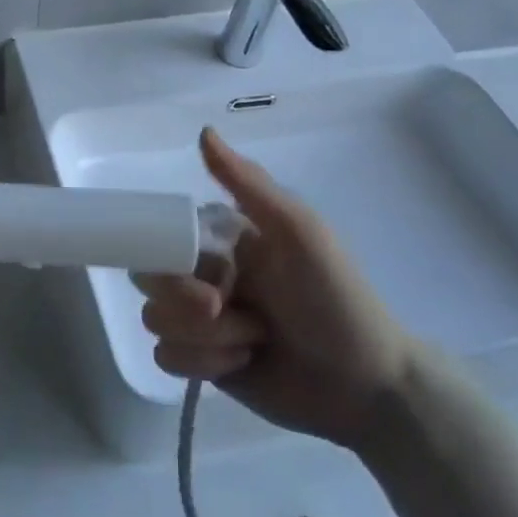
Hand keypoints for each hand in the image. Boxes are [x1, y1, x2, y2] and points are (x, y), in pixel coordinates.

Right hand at [136, 128, 413, 450]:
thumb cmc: (336, 299)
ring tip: (251, 340)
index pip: (162, 236)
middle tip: (220, 309)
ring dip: (203, 337)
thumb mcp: (299, 232)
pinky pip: (165, 358)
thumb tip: (204, 131)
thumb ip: (248, 184)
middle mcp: (206, 277)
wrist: (367, 385)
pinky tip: (241, 363)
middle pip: (150, 280)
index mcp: (223, 241)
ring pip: (156, 322)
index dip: (168, 254)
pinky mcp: (204, 364)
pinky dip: (202, 364)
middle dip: (183, 301)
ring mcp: (203, 324)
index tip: (202, 271)